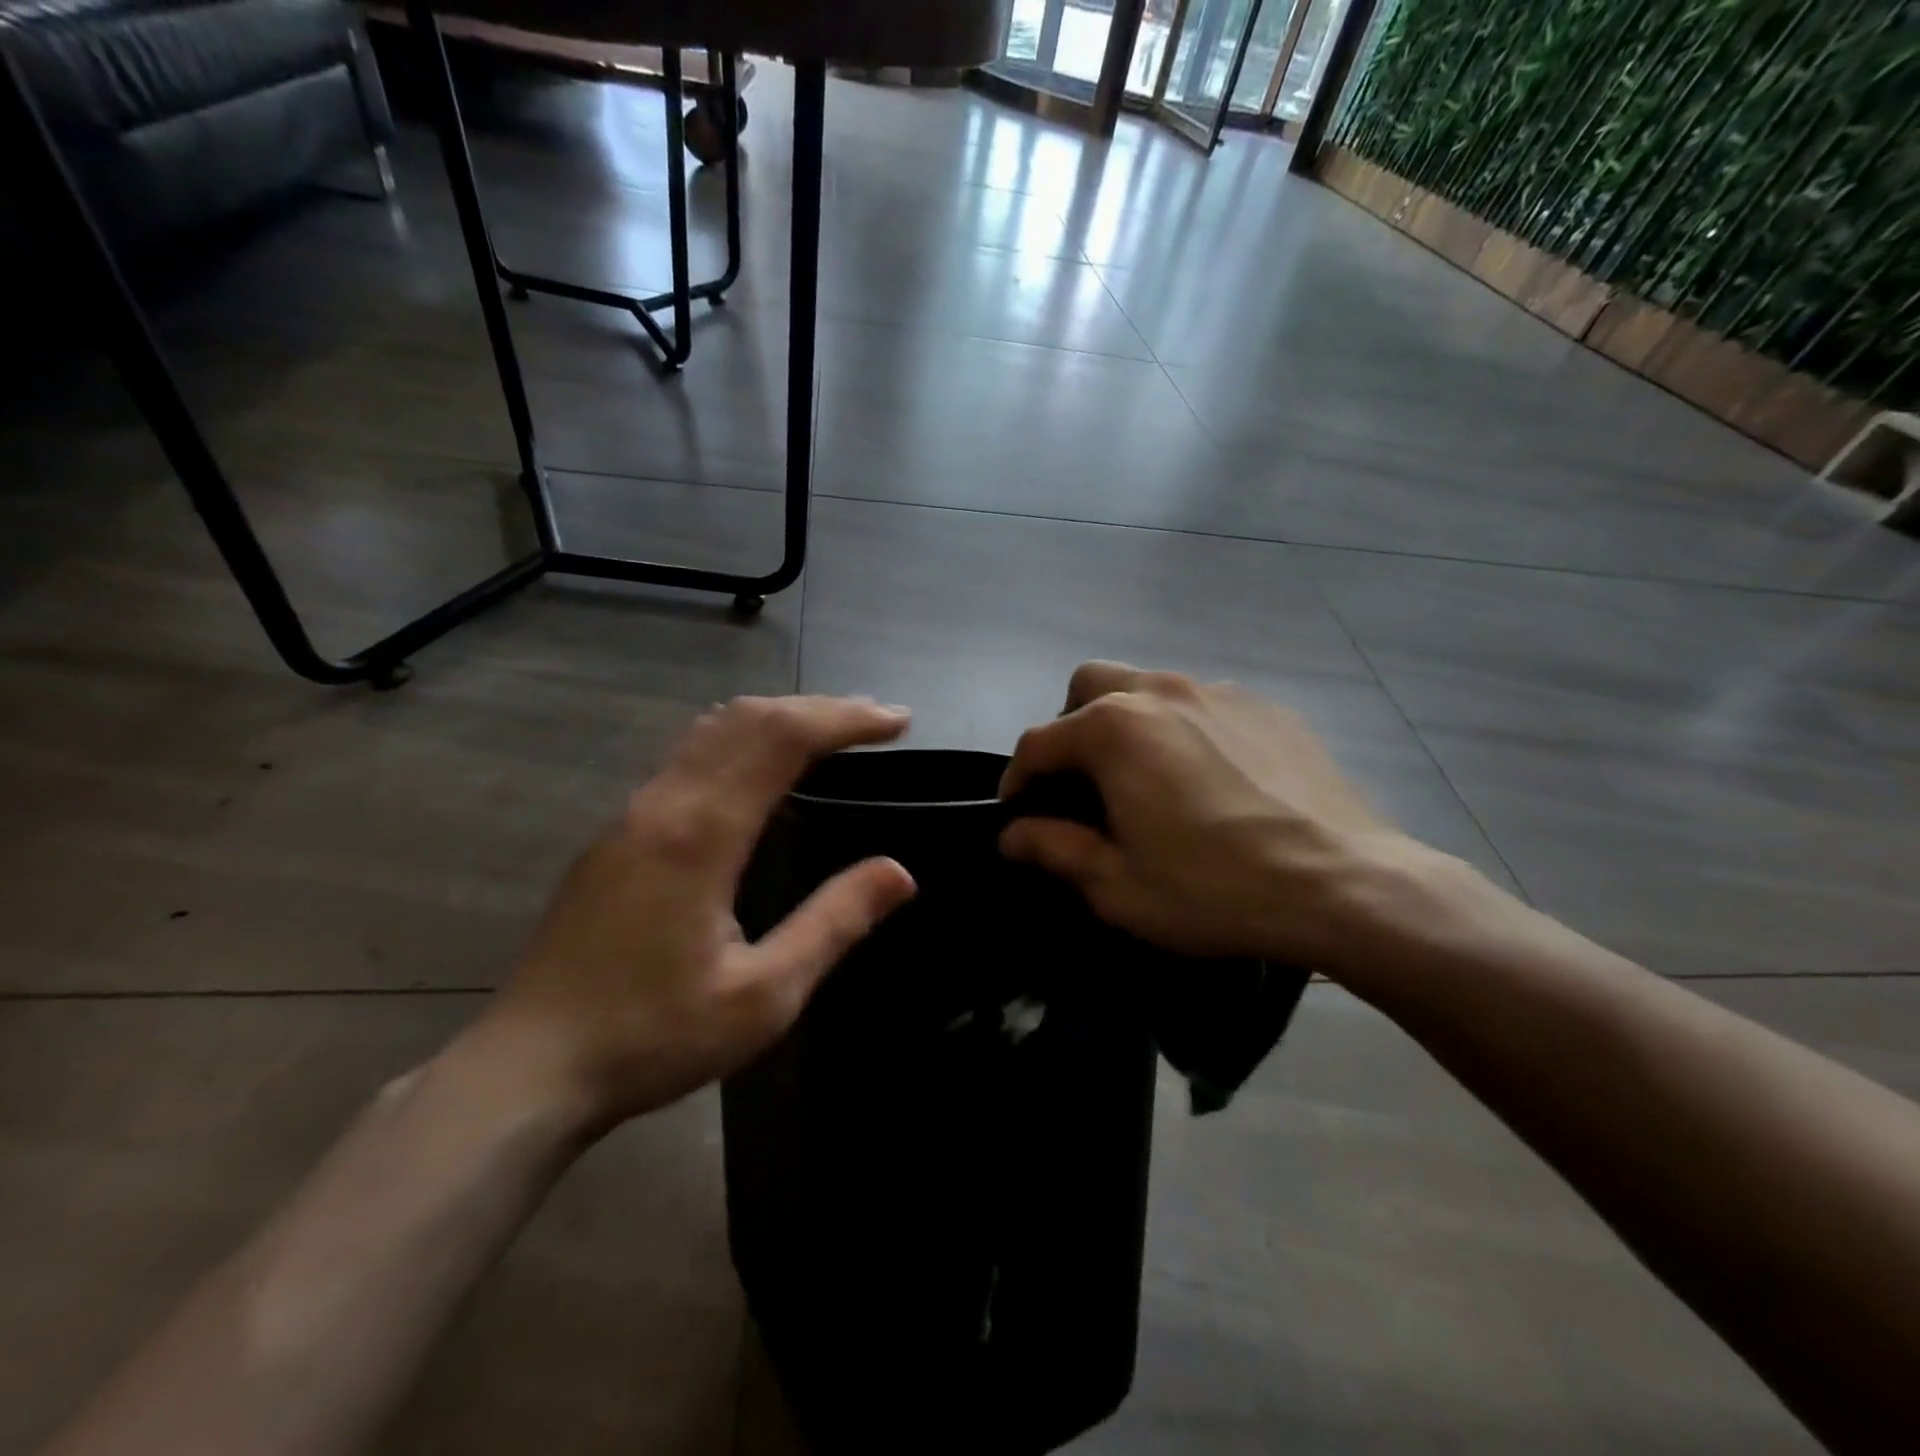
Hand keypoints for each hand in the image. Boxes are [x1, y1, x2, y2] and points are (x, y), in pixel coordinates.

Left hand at [469, 697, 917, 1132]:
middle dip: (819, 708)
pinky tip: (759, 769)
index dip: (846, 719)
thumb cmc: (652, 1037)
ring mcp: (632, 814)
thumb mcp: (763, 995)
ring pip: (712, 730)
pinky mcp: (616, 834)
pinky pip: (688, 756)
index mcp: (701, 833)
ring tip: (830, 731)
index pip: (782, 738)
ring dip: (777, 717)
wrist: (528, 1070)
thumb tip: (899, 872)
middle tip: (876, 721)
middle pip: (748, 718)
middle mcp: (664, 804)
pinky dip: (741, 739)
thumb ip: (834, 923)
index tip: (898, 722)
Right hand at [1000, 663, 1444, 969]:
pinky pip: (1202, 704)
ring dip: (1127, 722)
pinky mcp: (1266, 707)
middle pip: (1088, 684)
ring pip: (1147, 687)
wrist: (1346, 884)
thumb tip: (1012, 835)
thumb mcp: (1119, 885)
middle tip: (1082, 780)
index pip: (1039, 741)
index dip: (1018, 778)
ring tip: (1147, 779)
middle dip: (1069, 725)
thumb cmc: (1215, 889)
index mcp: (1114, 730)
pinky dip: (1183, 729)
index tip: (1019, 812)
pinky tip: (1209, 779)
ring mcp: (1219, 692)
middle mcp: (1161, 692)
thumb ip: (1055, 849)